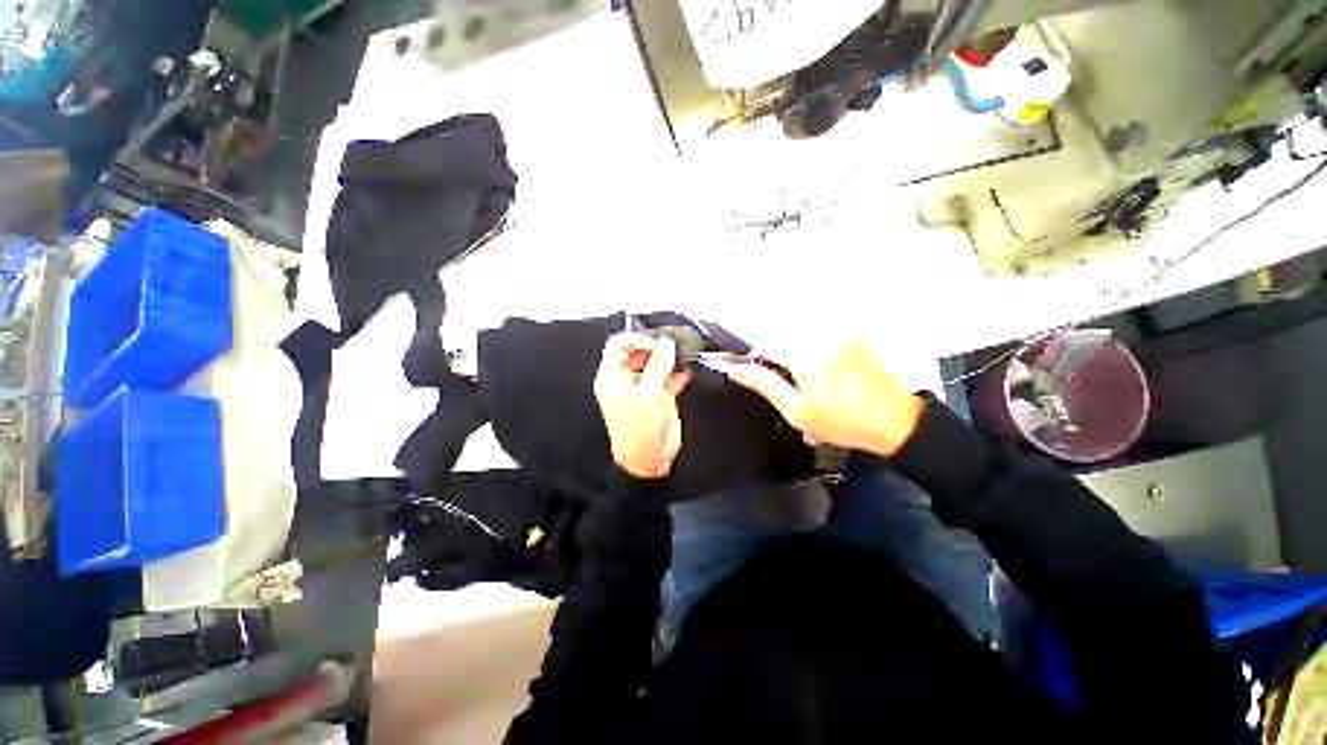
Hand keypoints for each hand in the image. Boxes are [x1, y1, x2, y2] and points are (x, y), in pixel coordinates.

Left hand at [593, 333, 692, 478]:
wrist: (649, 460)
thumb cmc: (638, 430)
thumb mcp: (647, 395)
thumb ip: (658, 366)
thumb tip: (666, 342)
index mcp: (612, 376)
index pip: (619, 344)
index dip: (637, 339)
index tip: (657, 342)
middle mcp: (627, 378)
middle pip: (640, 351)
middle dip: (657, 347)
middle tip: (674, 346)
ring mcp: (644, 386)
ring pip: (656, 362)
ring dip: (670, 358)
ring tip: (684, 354)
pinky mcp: (660, 394)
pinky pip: (669, 376)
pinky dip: (678, 372)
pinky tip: (688, 370)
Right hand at [712, 340, 924, 456]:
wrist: (899, 423)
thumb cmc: (843, 423)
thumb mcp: (797, 412)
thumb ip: (764, 384)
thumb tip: (734, 368)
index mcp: (805, 355)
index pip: (764, 344)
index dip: (756, 360)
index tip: (761, 377)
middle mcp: (821, 336)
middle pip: (783, 339)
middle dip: (778, 360)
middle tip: (791, 387)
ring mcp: (841, 335)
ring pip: (801, 340)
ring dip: (796, 357)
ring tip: (811, 384)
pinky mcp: (854, 337)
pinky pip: (821, 340)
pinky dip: (816, 354)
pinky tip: (829, 377)